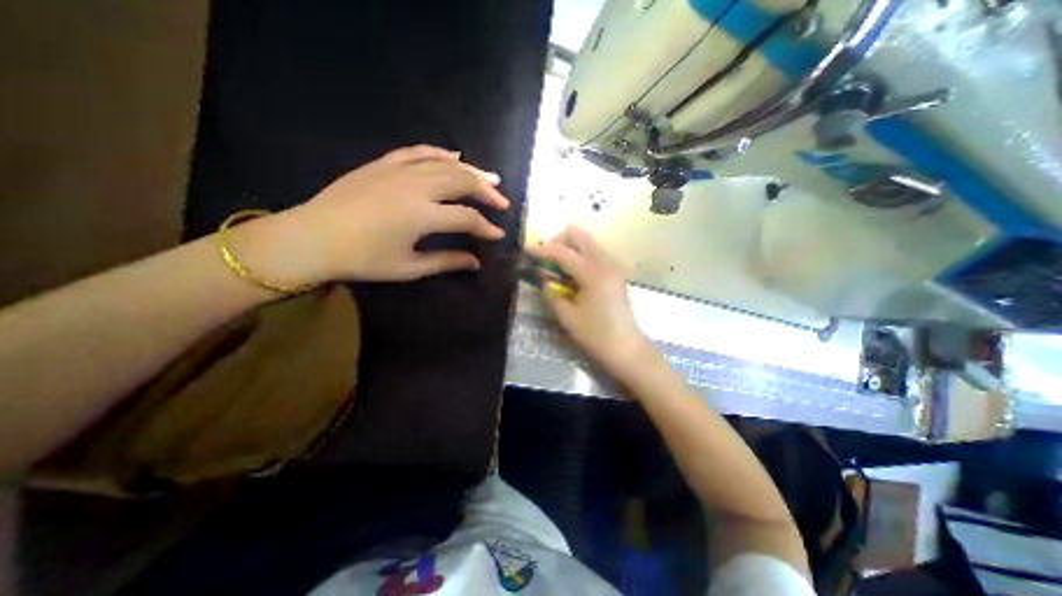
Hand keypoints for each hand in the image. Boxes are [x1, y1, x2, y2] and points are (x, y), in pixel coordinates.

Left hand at [259, 143, 507, 282]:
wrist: (310, 238)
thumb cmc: (362, 260)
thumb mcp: (409, 268)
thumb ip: (447, 261)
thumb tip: (476, 263)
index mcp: (422, 215)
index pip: (467, 217)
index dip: (486, 227)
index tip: (499, 235)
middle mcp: (415, 187)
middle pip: (462, 182)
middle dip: (487, 192)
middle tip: (502, 201)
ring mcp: (398, 171)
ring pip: (445, 164)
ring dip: (471, 170)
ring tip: (490, 177)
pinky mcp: (383, 164)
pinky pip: (418, 152)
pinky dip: (439, 153)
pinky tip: (454, 156)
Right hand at [530, 225, 655, 373]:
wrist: (627, 348)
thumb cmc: (596, 335)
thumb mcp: (567, 317)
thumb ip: (551, 293)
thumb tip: (543, 278)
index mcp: (593, 273)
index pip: (562, 252)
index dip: (541, 250)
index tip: (526, 252)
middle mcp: (605, 262)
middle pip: (578, 234)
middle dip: (557, 241)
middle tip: (546, 260)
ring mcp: (612, 265)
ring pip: (586, 242)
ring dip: (568, 249)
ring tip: (557, 270)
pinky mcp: (615, 272)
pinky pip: (593, 253)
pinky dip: (578, 257)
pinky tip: (572, 276)